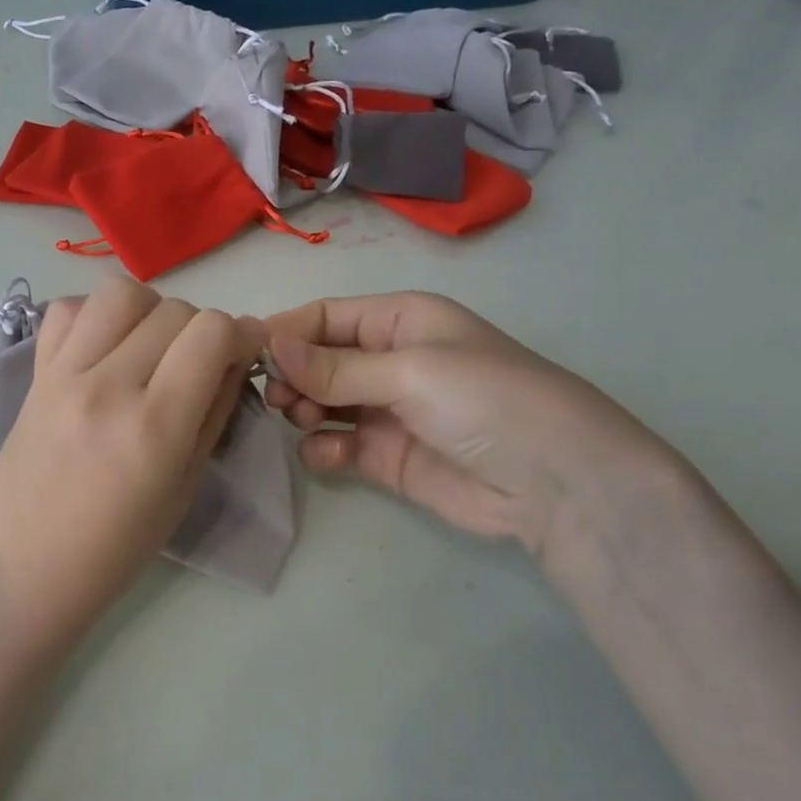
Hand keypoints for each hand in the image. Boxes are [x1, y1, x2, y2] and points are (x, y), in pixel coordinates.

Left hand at [0, 277, 263, 635]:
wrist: (24, 566)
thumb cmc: (116, 547)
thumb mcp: (185, 487)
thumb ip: (214, 413)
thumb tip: (234, 359)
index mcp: (155, 426)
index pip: (213, 333)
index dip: (242, 335)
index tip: (243, 355)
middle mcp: (109, 386)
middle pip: (175, 309)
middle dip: (201, 330)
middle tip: (196, 366)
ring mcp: (65, 374)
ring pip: (121, 293)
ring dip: (150, 312)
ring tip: (149, 348)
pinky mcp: (35, 374)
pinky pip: (67, 311)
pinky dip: (96, 317)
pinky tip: (104, 350)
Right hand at [264, 292, 675, 558]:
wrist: (555, 483)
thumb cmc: (485, 400)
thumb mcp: (409, 370)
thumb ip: (334, 366)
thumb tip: (267, 343)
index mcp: (399, 321)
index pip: (326, 317)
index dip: (286, 331)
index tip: (245, 354)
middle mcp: (387, 361)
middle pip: (316, 360)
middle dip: (291, 374)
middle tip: (275, 396)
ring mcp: (384, 411)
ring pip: (319, 402)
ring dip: (302, 409)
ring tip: (303, 420)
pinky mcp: (383, 456)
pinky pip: (334, 446)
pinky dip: (322, 450)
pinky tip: (328, 455)